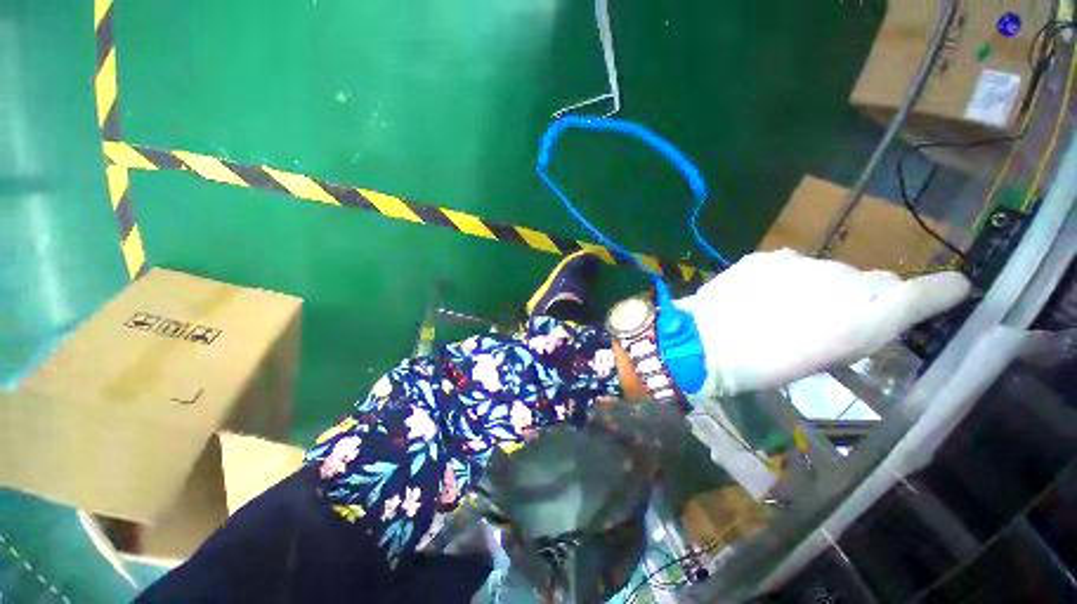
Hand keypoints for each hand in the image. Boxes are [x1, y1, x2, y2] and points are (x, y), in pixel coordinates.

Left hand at [674, 249, 970, 399]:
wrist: (706, 341)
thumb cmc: (763, 366)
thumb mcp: (822, 360)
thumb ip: (858, 332)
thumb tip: (874, 314)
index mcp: (863, 320)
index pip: (920, 294)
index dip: (938, 292)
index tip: (953, 290)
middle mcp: (843, 282)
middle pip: (873, 282)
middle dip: (865, 298)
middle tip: (835, 319)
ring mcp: (803, 264)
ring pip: (831, 272)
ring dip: (822, 287)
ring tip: (789, 308)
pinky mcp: (769, 256)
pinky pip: (792, 265)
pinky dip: (790, 278)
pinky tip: (765, 294)